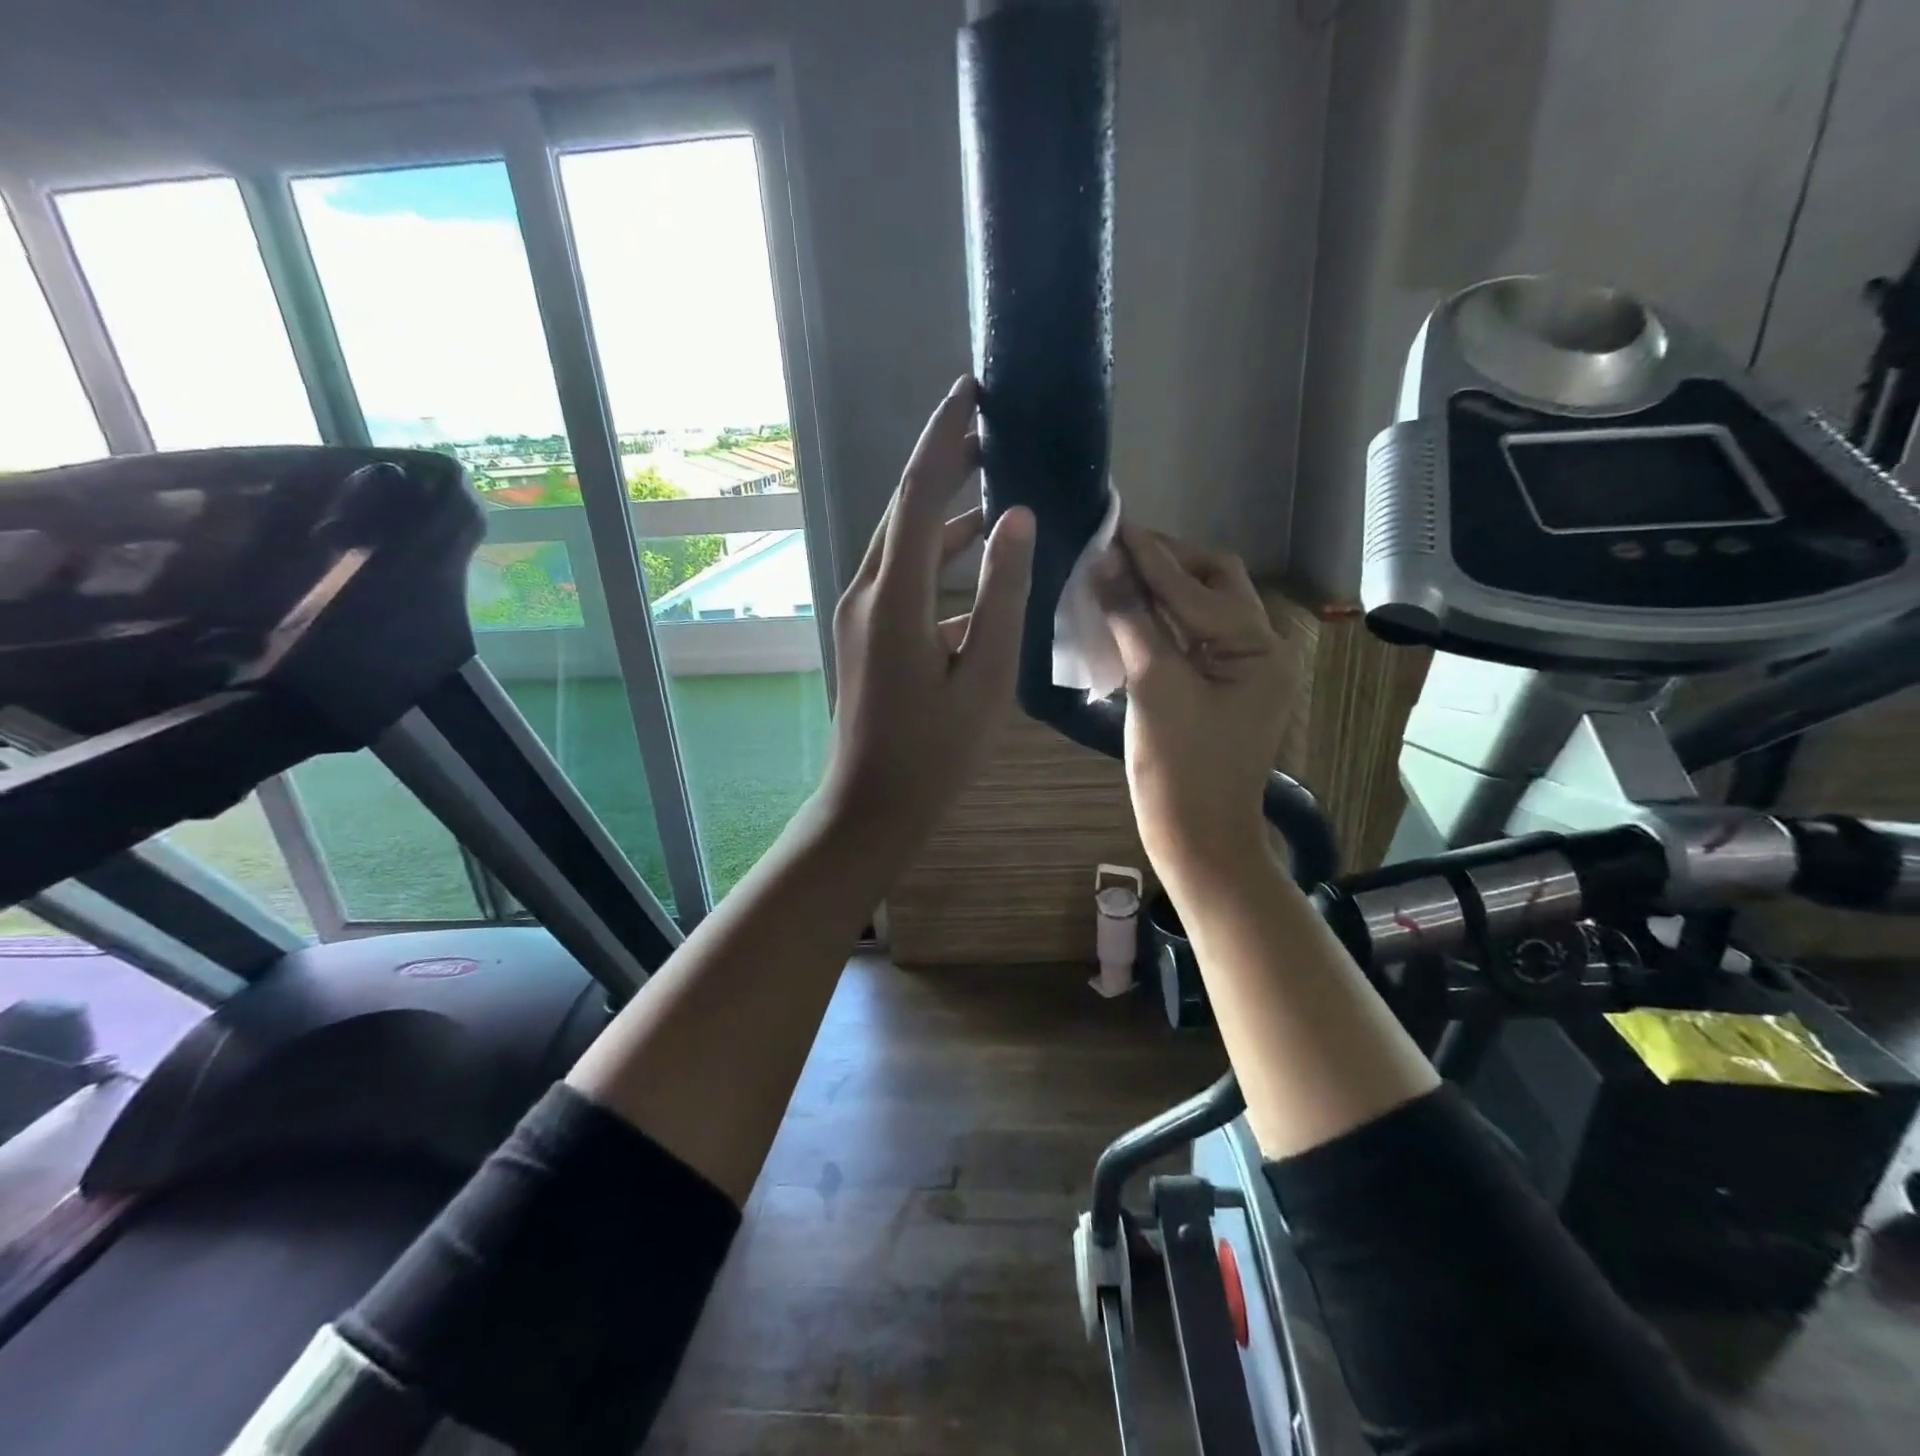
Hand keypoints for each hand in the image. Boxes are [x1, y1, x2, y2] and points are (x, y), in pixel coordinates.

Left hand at [818, 376, 1035, 850]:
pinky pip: (903, 579)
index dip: (945, 438)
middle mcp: (868, 591)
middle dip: (944, 463)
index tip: (970, 391)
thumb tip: (1015, 517)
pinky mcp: (864, 634)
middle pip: (905, 509)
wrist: (872, 807)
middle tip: (989, 428)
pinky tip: (977, 572)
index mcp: (895, 597)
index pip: (919, 493)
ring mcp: (860, 613)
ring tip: (992, 488)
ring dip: (944, 514)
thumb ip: (1001, 593)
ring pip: (904, 543)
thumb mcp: (985, 675)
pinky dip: (938, 562)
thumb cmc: (935, 752)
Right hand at [1097, 522, 1294, 884]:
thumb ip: (1131, 619)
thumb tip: (1103, 561)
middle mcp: (1261, 649)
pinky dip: (1159, 620)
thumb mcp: (1154, 686)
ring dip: (1160, 589)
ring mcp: (1241, 670)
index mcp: (1259, 648)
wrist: (1195, 838)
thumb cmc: (1178, 768)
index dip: (1151, 556)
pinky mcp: (1219, 687)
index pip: (1198, 587)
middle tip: (1116, 550)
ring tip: (1115, 571)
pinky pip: (1190, 637)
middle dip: (1166, 563)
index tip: (1112, 525)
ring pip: (1200, 609)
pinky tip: (1126, 611)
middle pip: (1213, 585)